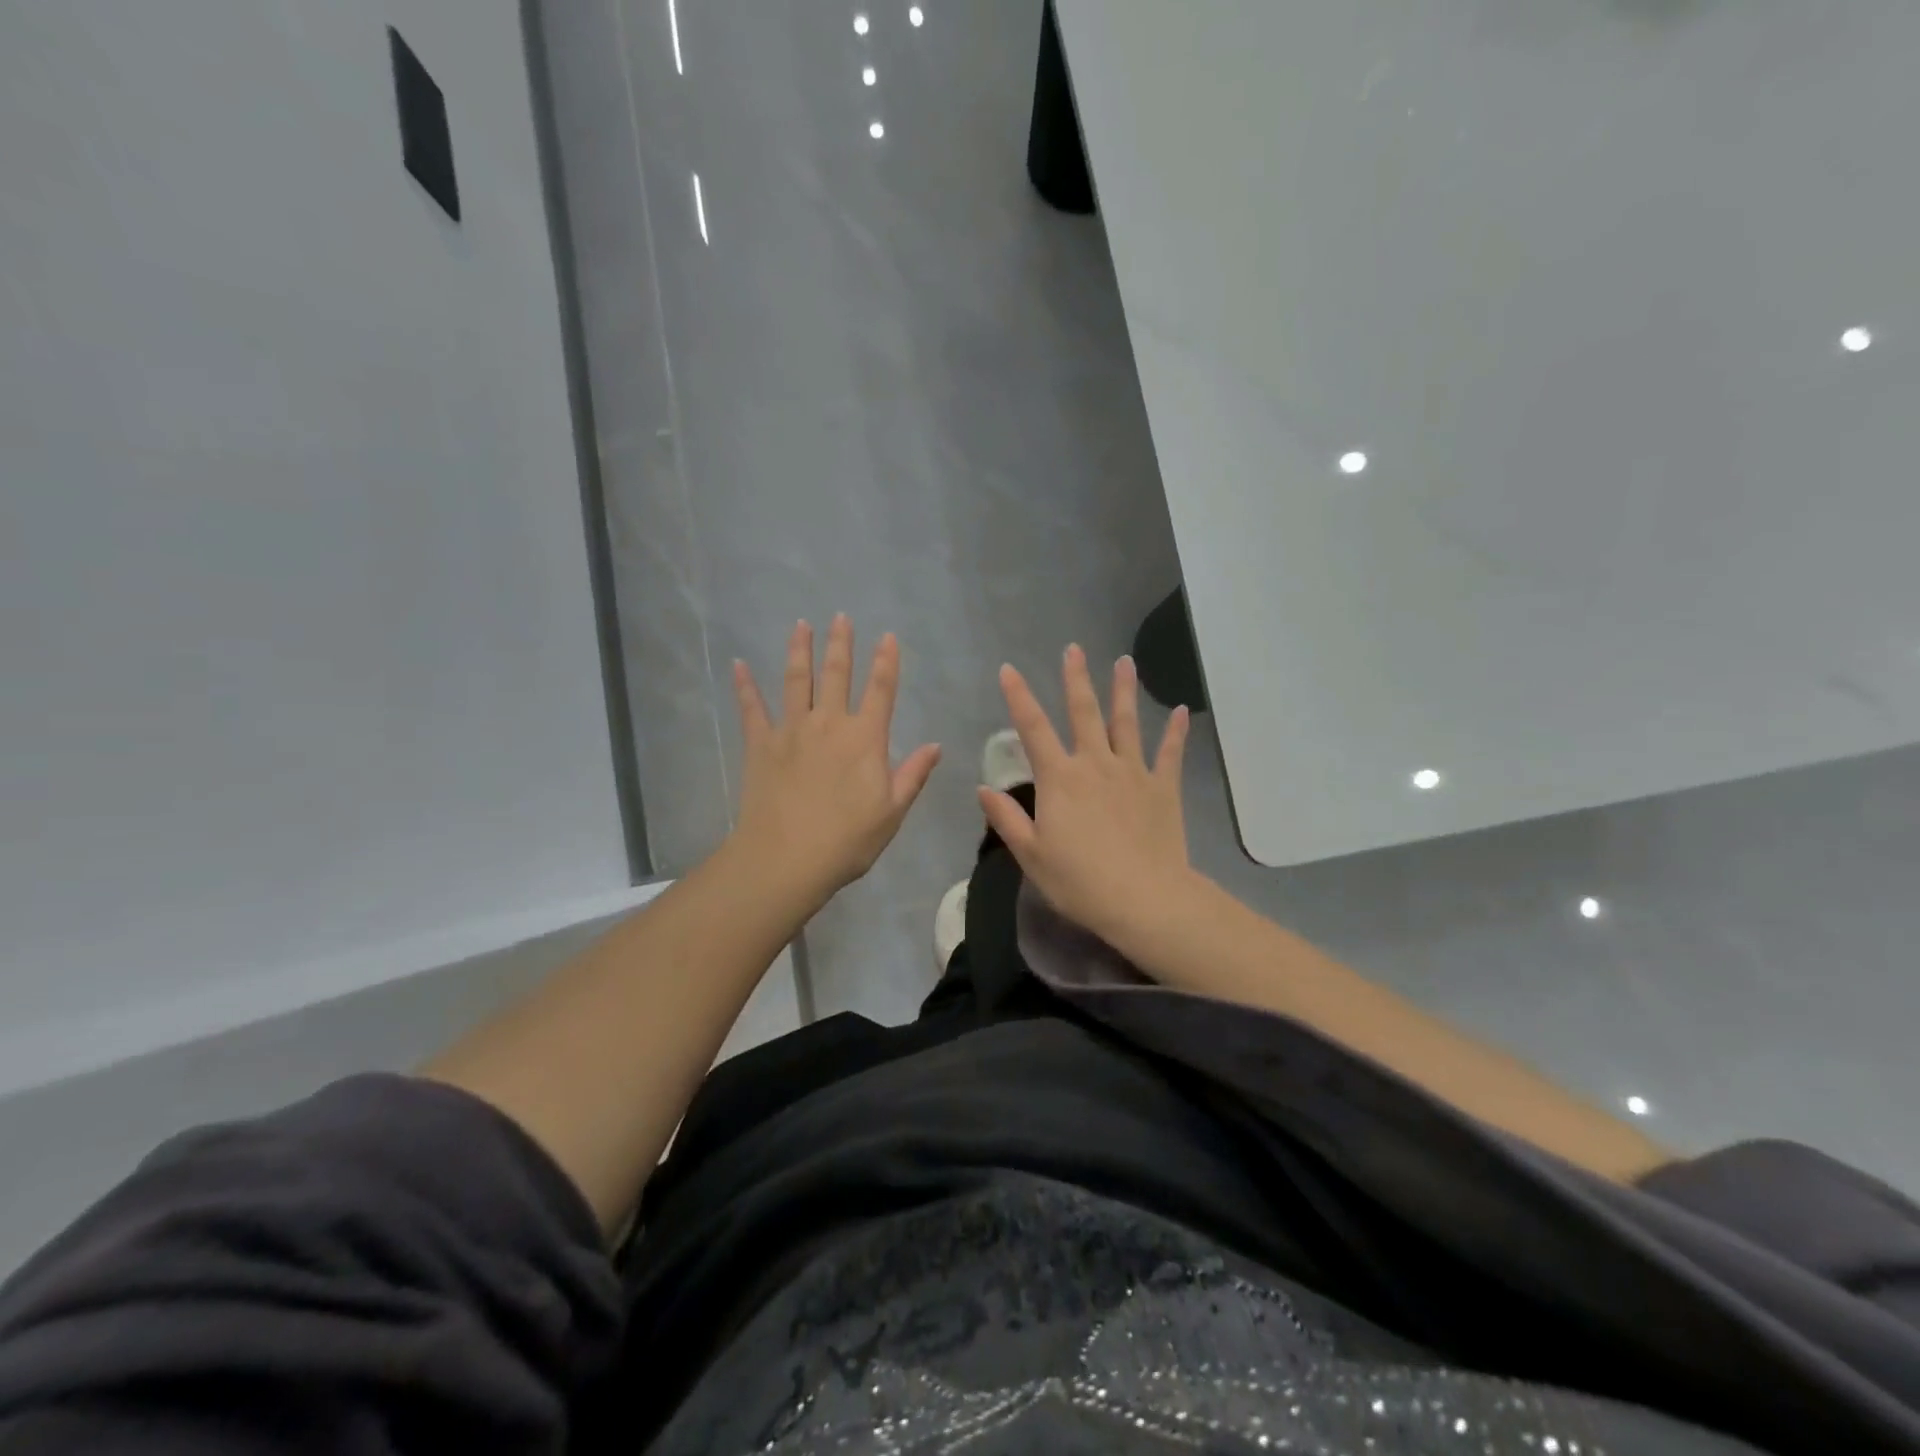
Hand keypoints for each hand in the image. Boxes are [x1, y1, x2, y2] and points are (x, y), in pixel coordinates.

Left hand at [731, 616, 940, 907]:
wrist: (786, 859)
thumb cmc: (847, 840)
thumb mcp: (892, 812)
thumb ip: (913, 775)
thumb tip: (935, 745)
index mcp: (865, 739)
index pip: (881, 691)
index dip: (886, 662)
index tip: (887, 636)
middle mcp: (829, 724)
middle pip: (836, 675)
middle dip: (841, 644)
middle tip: (840, 617)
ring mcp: (791, 731)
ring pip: (796, 681)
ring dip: (799, 651)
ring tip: (801, 625)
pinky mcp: (760, 745)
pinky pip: (752, 709)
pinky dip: (745, 686)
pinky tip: (738, 665)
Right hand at [980, 645, 1195, 952]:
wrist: (1143, 899)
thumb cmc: (1079, 881)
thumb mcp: (1031, 855)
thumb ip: (1007, 818)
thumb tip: (983, 788)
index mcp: (1059, 779)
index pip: (1033, 728)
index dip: (1019, 697)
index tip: (1009, 669)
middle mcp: (1095, 764)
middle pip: (1084, 712)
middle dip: (1076, 679)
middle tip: (1074, 648)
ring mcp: (1133, 772)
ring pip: (1127, 722)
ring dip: (1124, 690)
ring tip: (1125, 662)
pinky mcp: (1163, 788)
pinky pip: (1170, 753)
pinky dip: (1176, 732)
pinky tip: (1182, 712)